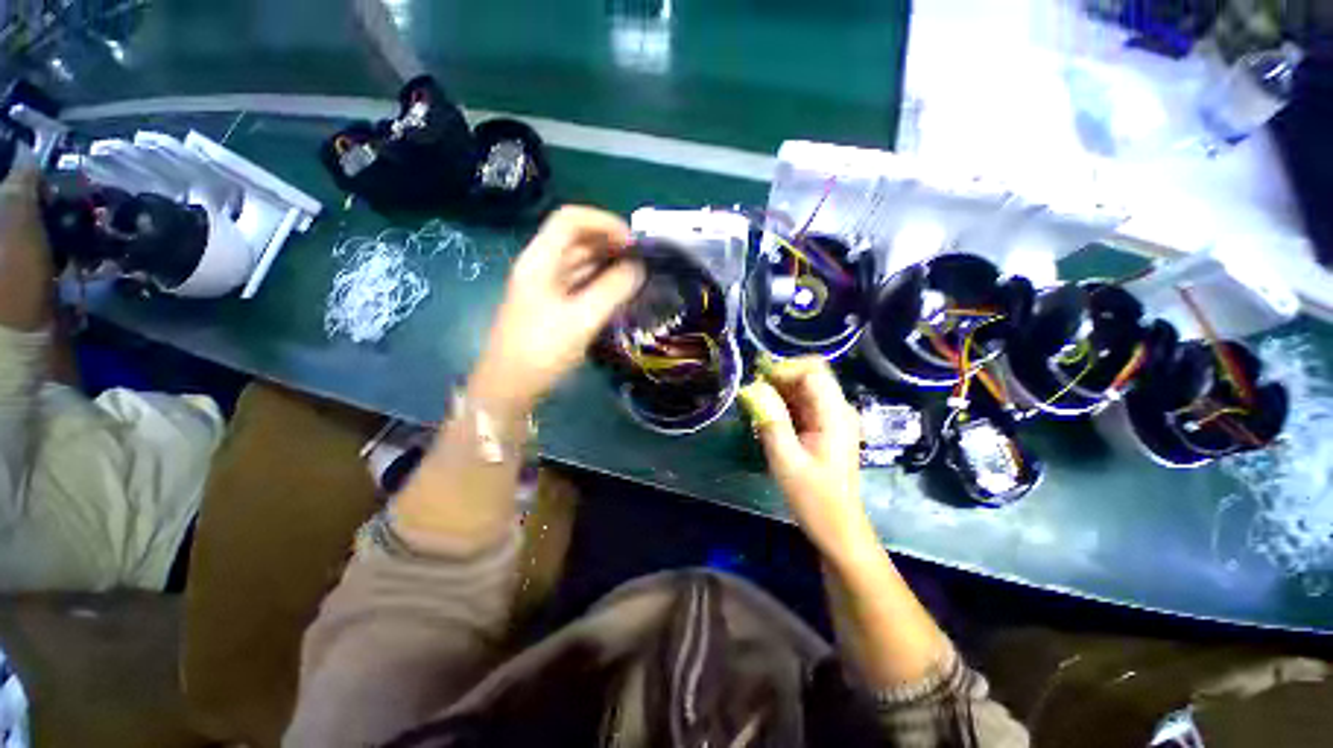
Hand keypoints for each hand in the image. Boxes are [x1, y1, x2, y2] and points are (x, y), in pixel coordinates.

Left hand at [469, 206, 642, 416]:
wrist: (510, 385)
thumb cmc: (542, 349)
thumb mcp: (582, 318)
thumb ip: (613, 289)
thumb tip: (639, 267)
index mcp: (540, 260)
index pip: (570, 219)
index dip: (603, 222)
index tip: (633, 242)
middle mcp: (541, 265)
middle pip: (576, 237)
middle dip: (609, 241)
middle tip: (640, 259)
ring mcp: (545, 285)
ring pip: (578, 260)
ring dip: (606, 261)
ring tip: (635, 273)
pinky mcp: (552, 303)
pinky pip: (579, 281)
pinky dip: (600, 279)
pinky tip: (618, 290)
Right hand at [739, 357, 874, 557]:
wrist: (837, 529)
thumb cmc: (814, 499)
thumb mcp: (786, 460)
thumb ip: (771, 420)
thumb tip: (753, 388)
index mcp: (835, 414)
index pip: (813, 371)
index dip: (784, 369)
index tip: (757, 383)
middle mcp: (837, 409)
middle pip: (809, 375)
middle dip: (778, 379)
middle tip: (752, 395)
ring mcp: (831, 418)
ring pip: (802, 388)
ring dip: (777, 392)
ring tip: (755, 408)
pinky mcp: (823, 427)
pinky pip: (800, 404)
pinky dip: (781, 405)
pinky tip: (765, 419)